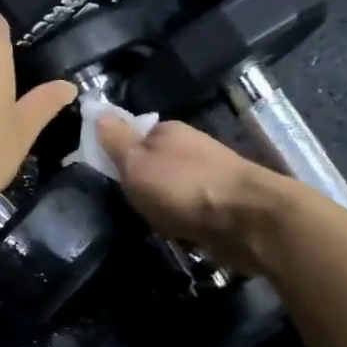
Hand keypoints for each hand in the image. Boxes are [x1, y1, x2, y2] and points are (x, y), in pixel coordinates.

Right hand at [94, 115, 287, 270]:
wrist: (248, 218)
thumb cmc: (182, 187)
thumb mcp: (136, 163)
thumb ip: (116, 141)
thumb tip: (98, 112)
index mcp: (168, 131)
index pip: (134, 136)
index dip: (119, 156)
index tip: (110, 179)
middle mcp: (191, 147)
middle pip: (156, 163)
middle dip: (144, 184)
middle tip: (132, 206)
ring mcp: (211, 174)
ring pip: (175, 188)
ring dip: (165, 205)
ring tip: (156, 224)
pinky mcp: (225, 202)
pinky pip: (193, 209)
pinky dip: (185, 219)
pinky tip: (181, 233)